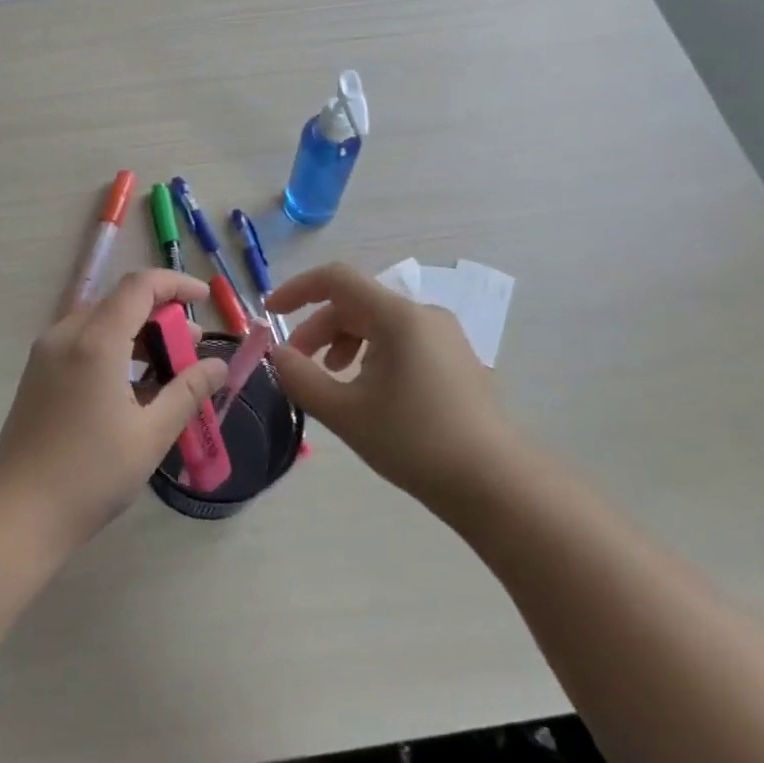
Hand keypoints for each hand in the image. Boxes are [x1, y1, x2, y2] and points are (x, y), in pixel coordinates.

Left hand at [0, 270, 228, 552]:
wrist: (17, 515)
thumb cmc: (90, 475)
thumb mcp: (150, 435)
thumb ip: (187, 392)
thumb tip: (218, 366)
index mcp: (95, 341)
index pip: (139, 286)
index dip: (176, 284)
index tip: (206, 300)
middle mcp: (66, 335)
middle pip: (119, 302)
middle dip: (161, 315)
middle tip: (193, 349)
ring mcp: (46, 354)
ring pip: (100, 322)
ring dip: (138, 334)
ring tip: (170, 370)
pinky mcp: (38, 374)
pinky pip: (82, 343)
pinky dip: (114, 349)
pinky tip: (134, 387)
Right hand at [268, 262, 517, 503]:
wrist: (494, 483)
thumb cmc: (413, 441)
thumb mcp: (345, 412)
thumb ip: (301, 377)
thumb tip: (278, 354)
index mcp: (397, 316)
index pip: (337, 279)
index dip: (297, 289)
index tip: (269, 312)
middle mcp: (423, 315)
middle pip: (356, 303)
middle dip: (318, 329)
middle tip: (298, 365)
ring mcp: (445, 337)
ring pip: (379, 324)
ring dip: (344, 344)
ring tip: (333, 381)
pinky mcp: (457, 360)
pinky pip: (402, 341)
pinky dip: (372, 355)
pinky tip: (369, 393)